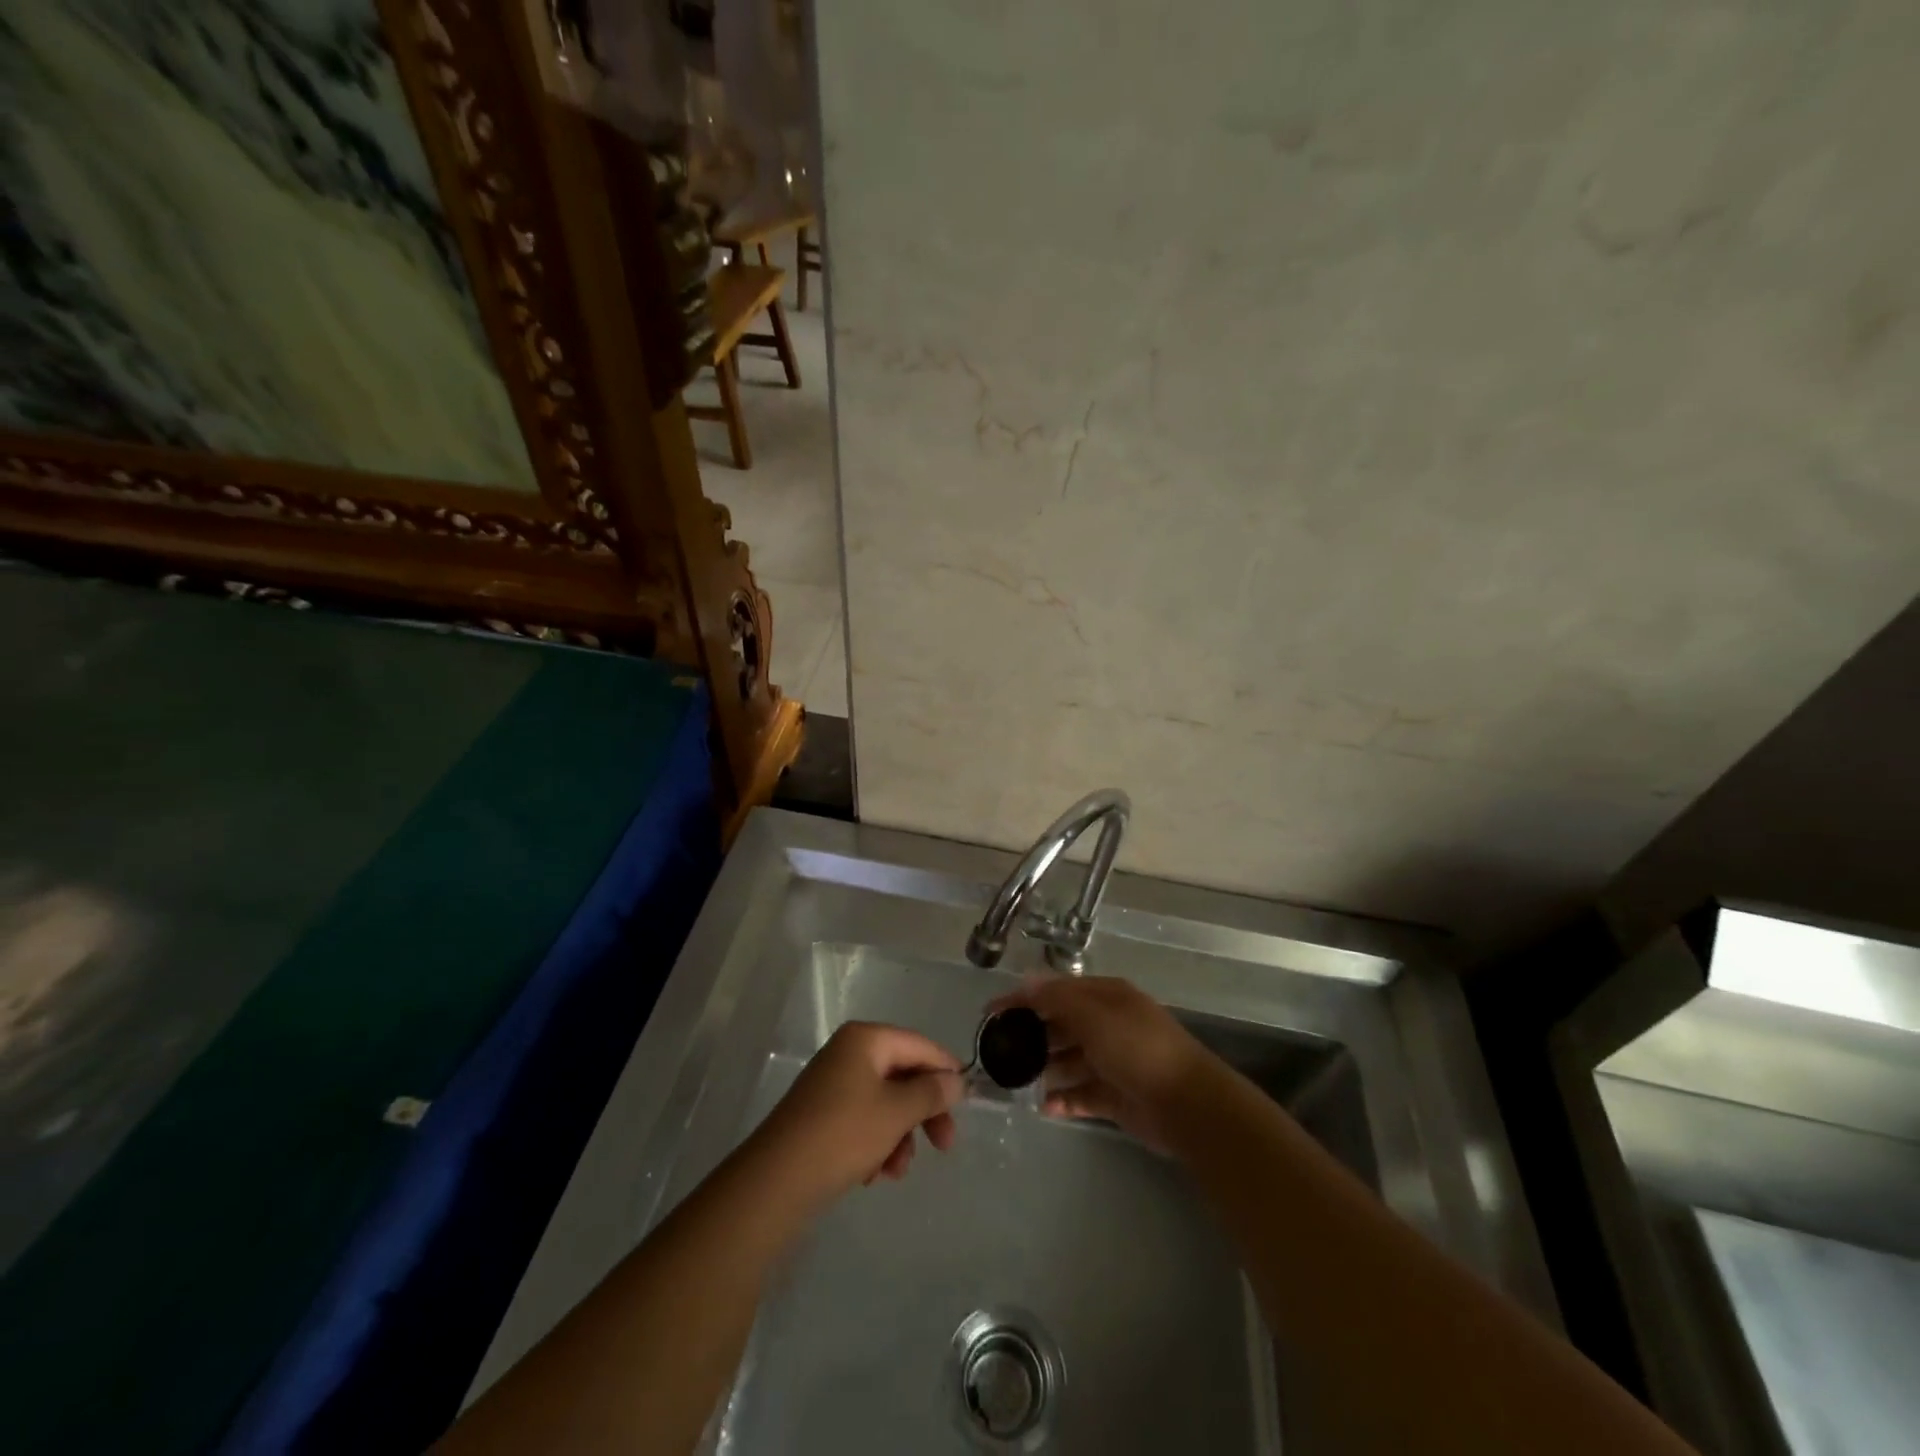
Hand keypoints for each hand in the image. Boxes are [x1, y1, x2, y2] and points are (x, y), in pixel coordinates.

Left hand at [751, 1022, 963, 1203]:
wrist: (776, 1181)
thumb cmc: (843, 1134)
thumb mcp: (896, 1112)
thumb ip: (931, 1092)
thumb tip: (956, 1080)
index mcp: (865, 1039)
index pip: (918, 1045)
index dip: (945, 1070)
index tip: (967, 1102)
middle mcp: (848, 1053)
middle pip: (903, 1075)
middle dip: (923, 1112)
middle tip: (945, 1145)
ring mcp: (832, 1084)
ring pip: (885, 1103)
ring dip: (900, 1135)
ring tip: (896, 1170)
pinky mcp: (822, 1115)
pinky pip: (863, 1121)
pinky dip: (876, 1144)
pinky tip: (874, 1175)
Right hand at [990, 976, 1215, 1151]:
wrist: (1187, 1105)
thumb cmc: (1137, 1049)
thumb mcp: (1094, 1015)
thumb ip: (1057, 999)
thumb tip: (1025, 982)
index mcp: (1106, 997)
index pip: (1056, 992)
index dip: (1023, 999)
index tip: (990, 1013)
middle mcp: (1107, 1025)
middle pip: (1060, 1026)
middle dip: (1031, 1036)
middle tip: (999, 1052)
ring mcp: (1111, 1062)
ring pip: (1068, 1062)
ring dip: (1044, 1070)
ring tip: (1014, 1082)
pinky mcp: (1115, 1097)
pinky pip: (1081, 1095)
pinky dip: (1063, 1100)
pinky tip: (1044, 1107)